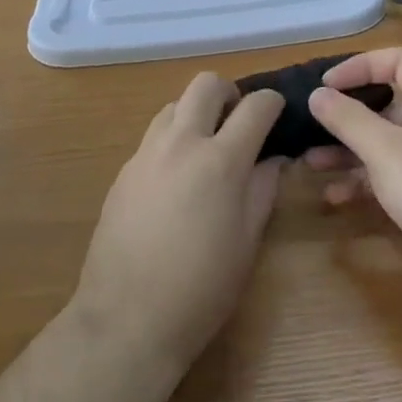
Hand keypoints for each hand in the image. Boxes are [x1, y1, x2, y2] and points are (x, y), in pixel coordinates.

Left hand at [75, 72, 286, 368]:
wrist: (128, 318)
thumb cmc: (202, 287)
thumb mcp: (247, 241)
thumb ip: (263, 190)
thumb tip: (273, 159)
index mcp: (221, 160)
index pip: (255, 106)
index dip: (273, 102)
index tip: (278, 113)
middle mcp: (181, 144)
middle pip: (205, 84)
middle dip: (229, 93)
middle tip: (239, 123)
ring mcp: (146, 154)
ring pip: (174, 105)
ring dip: (196, 114)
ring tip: (206, 150)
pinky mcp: (123, 172)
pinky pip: (153, 137)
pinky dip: (172, 140)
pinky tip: (177, 180)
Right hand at [306, 48, 401, 310]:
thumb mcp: (387, 152)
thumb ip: (349, 120)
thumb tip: (318, 94)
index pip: (398, 62)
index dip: (360, 66)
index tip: (325, 86)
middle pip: (389, 105)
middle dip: (347, 116)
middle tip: (311, 127)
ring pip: (388, 144)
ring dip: (350, 151)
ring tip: (311, 163)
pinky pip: (394, 176)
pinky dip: (366, 181)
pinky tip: (336, 196)